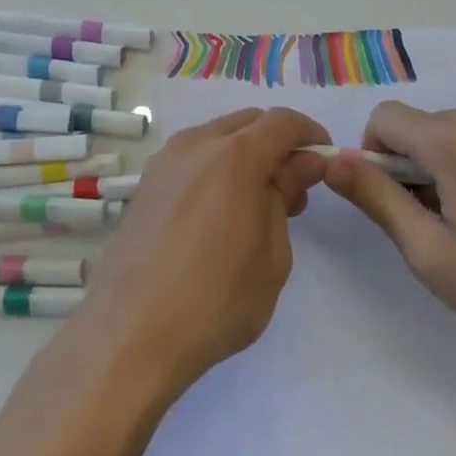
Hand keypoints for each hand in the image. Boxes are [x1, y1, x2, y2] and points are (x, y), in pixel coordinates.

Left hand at [83, 108, 329, 396]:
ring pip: (217, 137)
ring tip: (255, 206)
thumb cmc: (216, 301)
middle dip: (277, 145)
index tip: (323, 162)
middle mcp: (196, 144)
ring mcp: (164, 161)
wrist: (131, 333)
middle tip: (292, 192)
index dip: (310, 135)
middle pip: (248, 123)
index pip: (283, 122)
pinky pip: (192, 157)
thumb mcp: (272, 255)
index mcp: (234, 156)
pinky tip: (218, 213)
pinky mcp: (145, 183)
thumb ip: (285, 195)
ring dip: (244, 155)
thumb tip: (301, 164)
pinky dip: (215, 167)